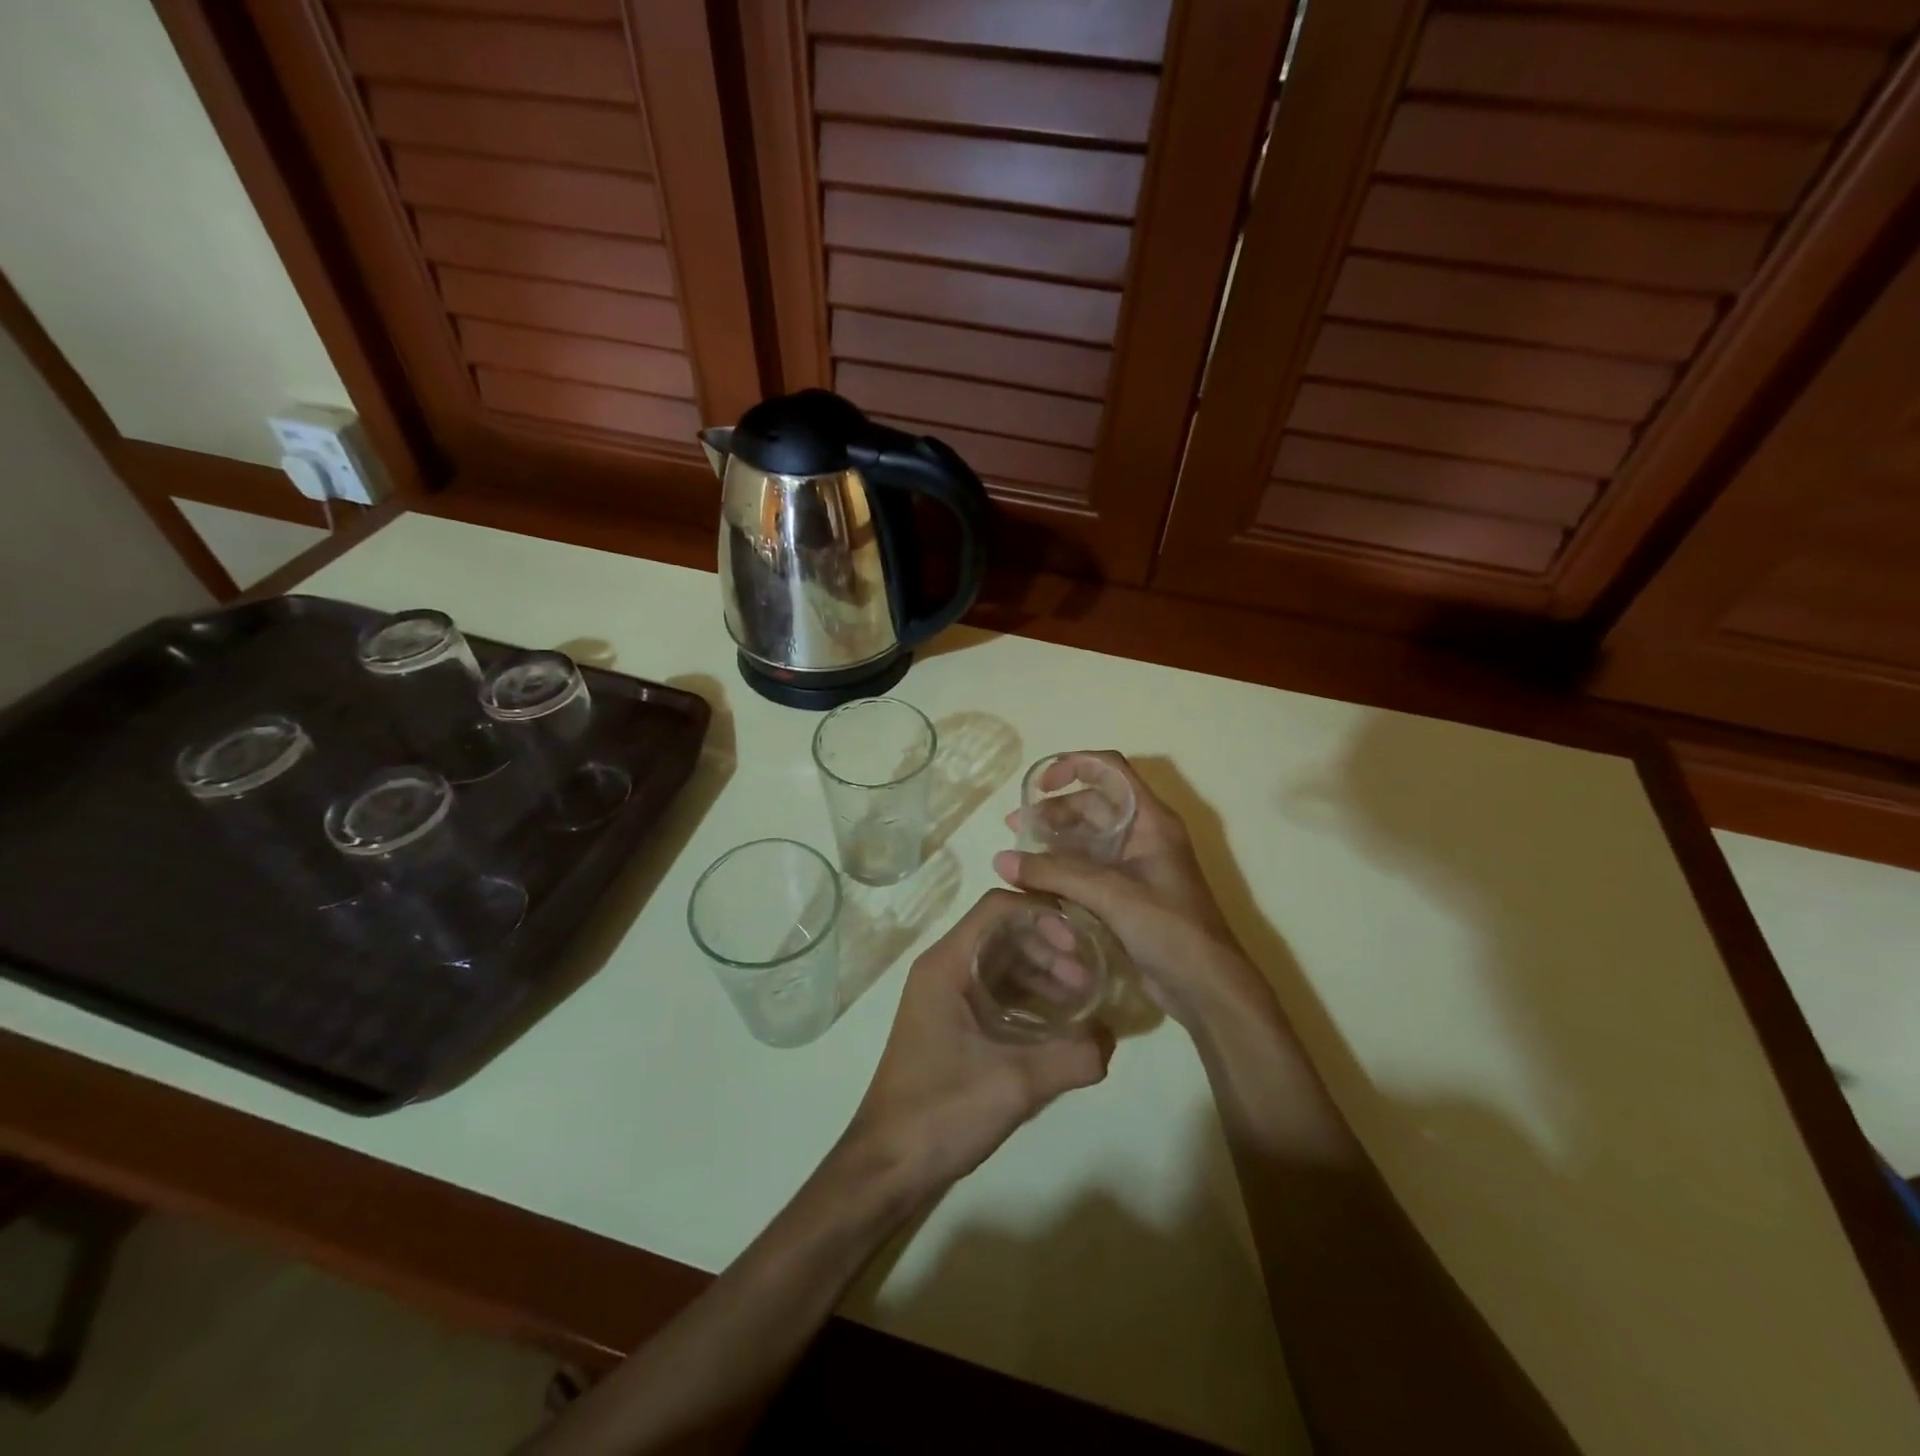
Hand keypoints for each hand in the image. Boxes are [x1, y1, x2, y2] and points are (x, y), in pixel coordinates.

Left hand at [845, 891, 1112, 1198]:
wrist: (887, 1166)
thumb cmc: (941, 1112)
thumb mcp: (1015, 1084)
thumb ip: (1071, 1056)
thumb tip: (1111, 1036)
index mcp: (947, 964)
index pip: (998, 908)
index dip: (1042, 915)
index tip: (1079, 946)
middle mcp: (943, 969)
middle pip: (1003, 933)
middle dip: (1049, 948)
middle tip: (1088, 980)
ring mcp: (945, 996)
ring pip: (1001, 962)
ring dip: (1041, 973)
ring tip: (1081, 1001)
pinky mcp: (951, 1023)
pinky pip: (995, 991)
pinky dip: (1028, 997)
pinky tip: (1058, 1024)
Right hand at [994, 751, 1266, 1031]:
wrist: (1205, 987)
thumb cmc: (1168, 928)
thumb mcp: (1111, 894)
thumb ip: (1055, 874)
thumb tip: (1001, 860)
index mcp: (1150, 820)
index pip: (1111, 770)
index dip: (1074, 765)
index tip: (1041, 785)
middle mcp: (1142, 836)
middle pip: (1093, 805)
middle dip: (1054, 811)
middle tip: (1016, 828)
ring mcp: (1134, 867)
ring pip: (1087, 840)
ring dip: (1053, 842)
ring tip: (1017, 855)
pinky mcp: (1125, 896)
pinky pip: (1087, 871)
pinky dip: (1061, 870)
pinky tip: (1035, 882)